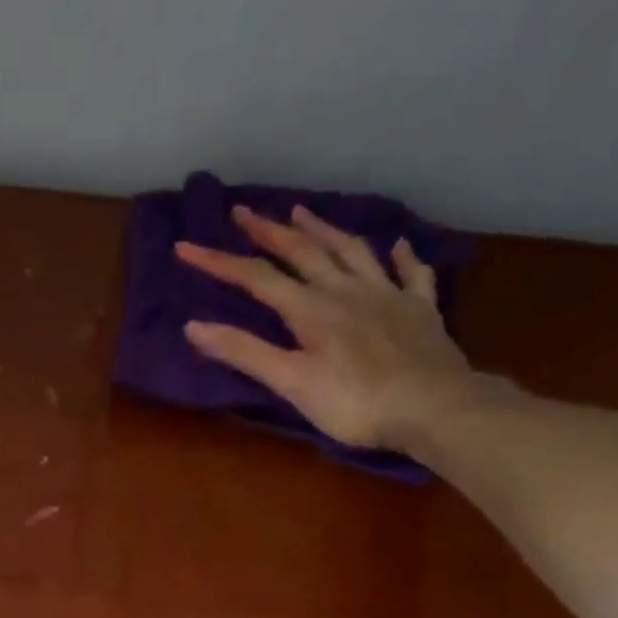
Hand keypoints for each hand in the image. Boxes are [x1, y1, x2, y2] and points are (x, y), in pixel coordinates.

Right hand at [176, 204, 482, 453]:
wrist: (431, 406)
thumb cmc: (353, 403)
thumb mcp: (290, 382)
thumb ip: (244, 353)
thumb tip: (193, 327)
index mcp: (311, 309)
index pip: (257, 279)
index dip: (219, 262)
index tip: (186, 247)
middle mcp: (347, 290)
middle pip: (303, 252)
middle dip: (269, 231)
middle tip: (244, 211)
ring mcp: (388, 295)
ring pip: (352, 251)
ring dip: (324, 231)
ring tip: (304, 212)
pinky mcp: (420, 310)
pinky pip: (411, 274)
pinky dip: (402, 257)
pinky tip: (397, 246)